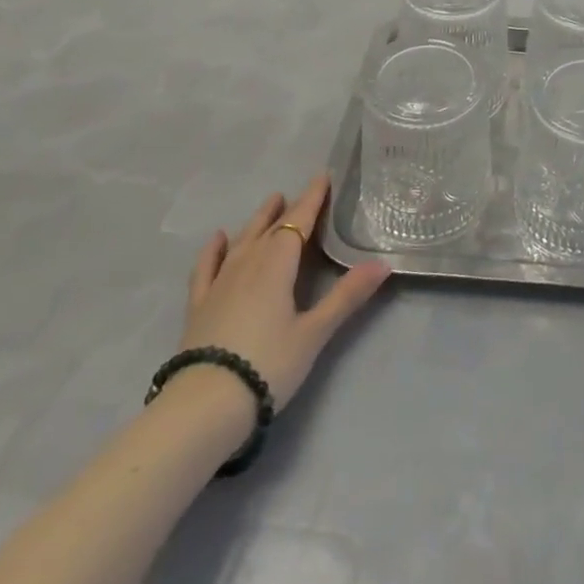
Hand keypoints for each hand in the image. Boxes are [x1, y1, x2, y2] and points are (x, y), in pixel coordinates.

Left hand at [178, 174, 391, 418]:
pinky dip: (213, 249)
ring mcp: (220, 283)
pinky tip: (218, 238)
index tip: (323, 176)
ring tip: (270, 202)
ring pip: (243, 241)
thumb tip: (383, 263)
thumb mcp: (314, 333)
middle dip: (288, 207)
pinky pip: (206, 267)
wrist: (202, 407)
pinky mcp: (200, 305)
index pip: (299, 221)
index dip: (312, 198)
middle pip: (271, 227)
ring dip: (258, 220)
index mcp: (278, 264)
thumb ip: (347, 296)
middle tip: (301, 192)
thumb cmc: (267, 366)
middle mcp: (248, 263)